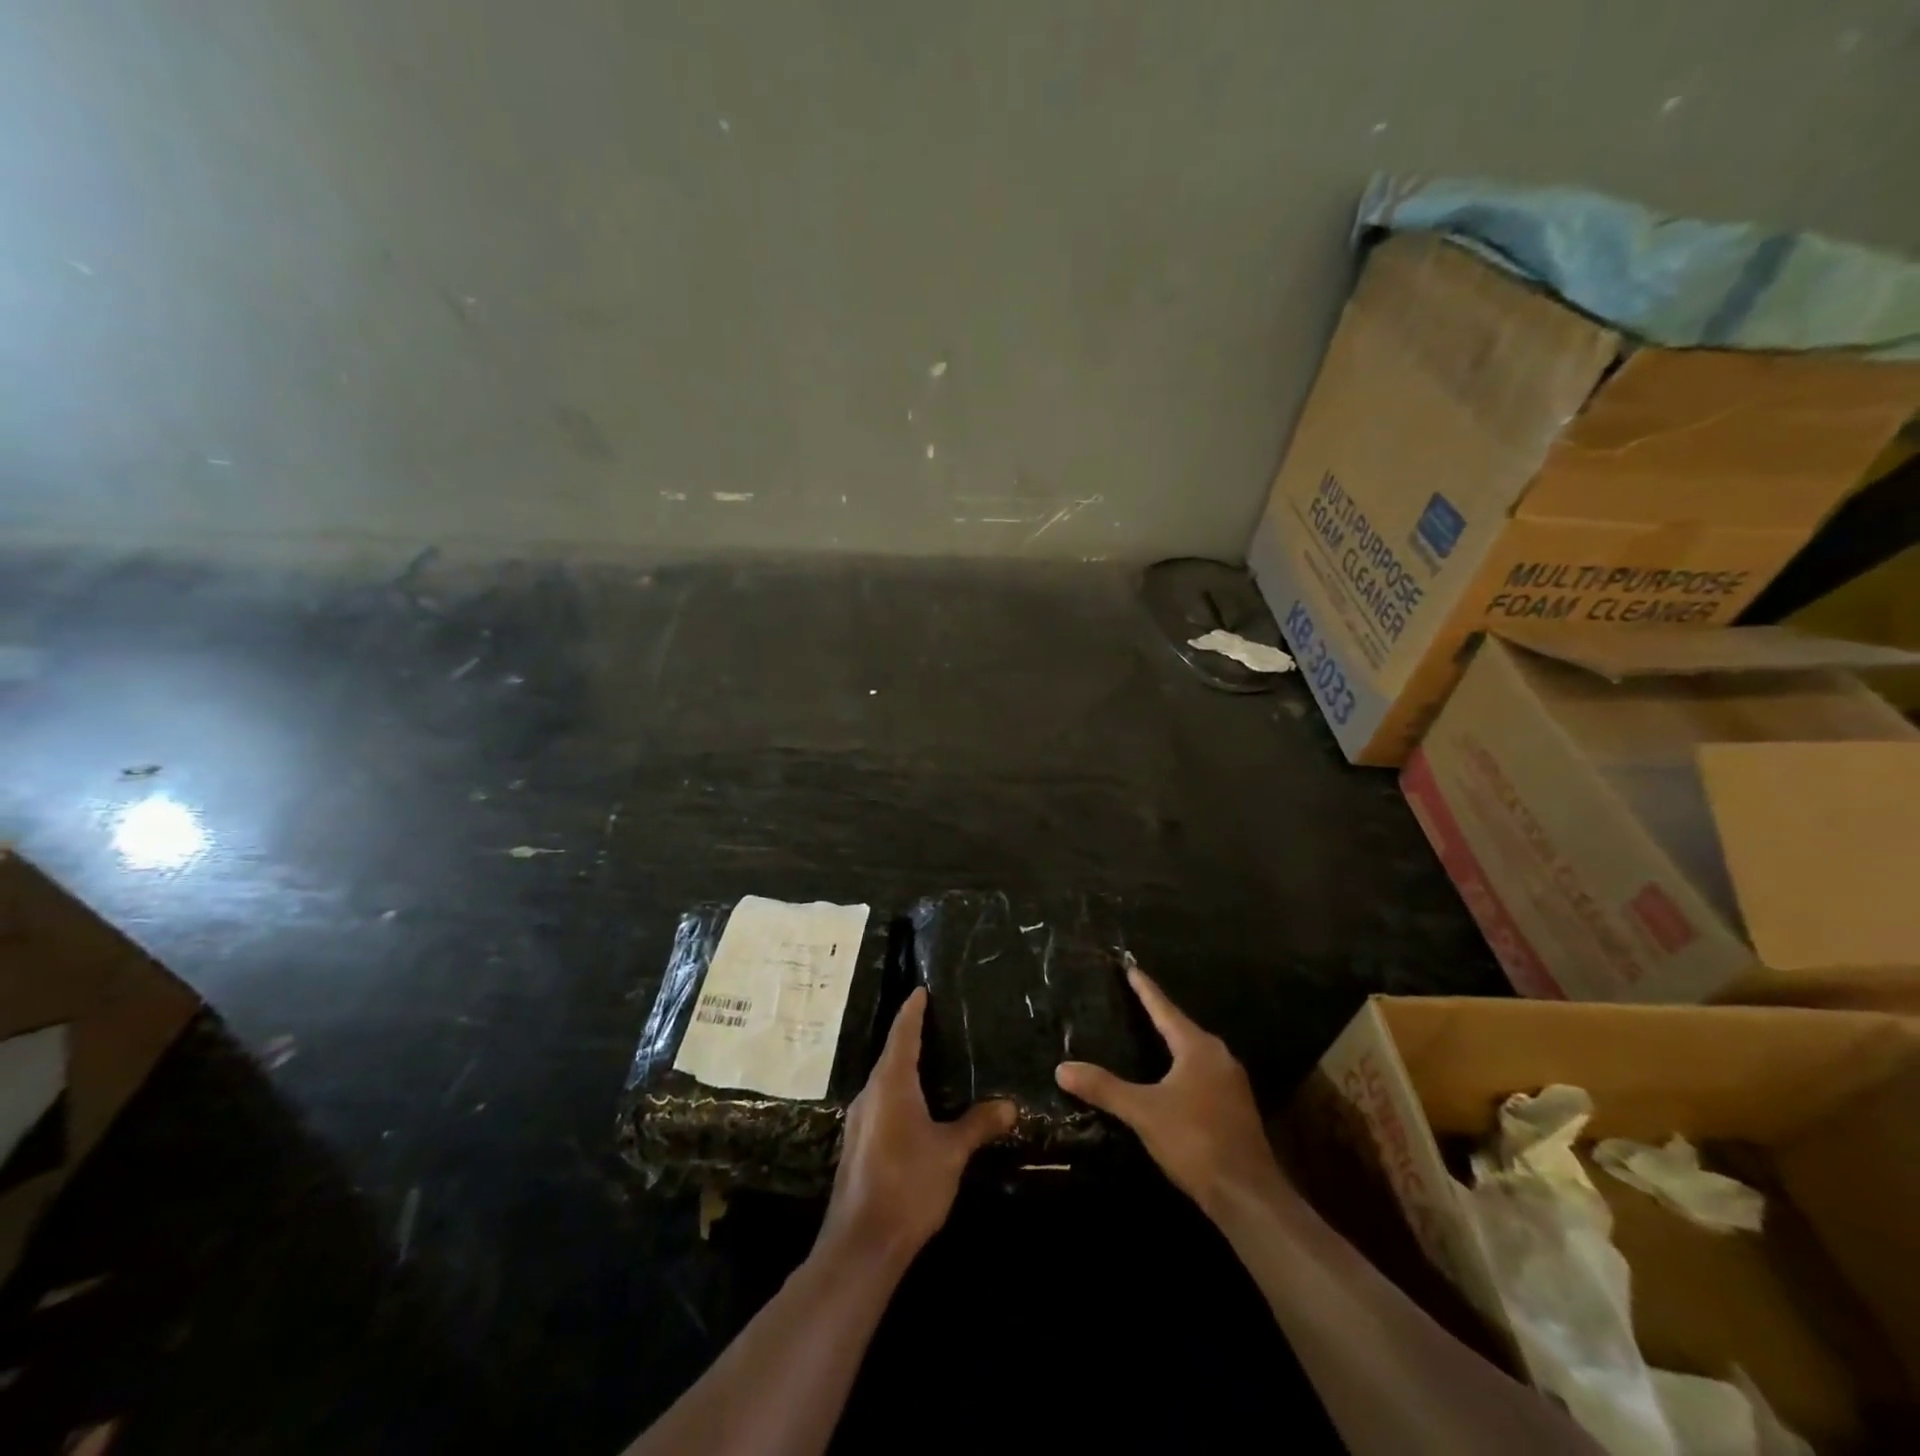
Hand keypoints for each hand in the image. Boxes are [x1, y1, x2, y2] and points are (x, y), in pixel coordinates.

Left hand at [818, 988, 1014, 1267]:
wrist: (862, 1244)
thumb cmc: (908, 1184)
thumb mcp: (951, 1152)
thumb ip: (978, 1124)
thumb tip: (1011, 1106)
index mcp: (891, 1083)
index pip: (903, 1034)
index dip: (912, 1011)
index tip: (920, 990)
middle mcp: (871, 1093)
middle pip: (891, 1054)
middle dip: (910, 1036)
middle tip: (936, 1022)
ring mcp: (860, 1119)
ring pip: (885, 1080)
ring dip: (904, 1066)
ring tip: (931, 1060)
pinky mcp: (858, 1143)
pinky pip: (881, 1102)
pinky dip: (899, 1092)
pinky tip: (917, 1106)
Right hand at [1056, 966, 1285, 1219]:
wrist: (1248, 1195)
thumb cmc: (1195, 1140)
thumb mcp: (1143, 1112)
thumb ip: (1104, 1088)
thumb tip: (1062, 1068)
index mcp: (1197, 1047)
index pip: (1164, 1009)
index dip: (1145, 989)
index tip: (1130, 967)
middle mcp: (1218, 1056)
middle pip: (1182, 1027)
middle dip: (1158, 1014)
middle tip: (1134, 999)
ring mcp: (1231, 1083)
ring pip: (1194, 1052)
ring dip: (1172, 1042)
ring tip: (1148, 1035)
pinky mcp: (1235, 1107)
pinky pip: (1202, 1074)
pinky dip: (1182, 1068)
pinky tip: (1169, 1079)